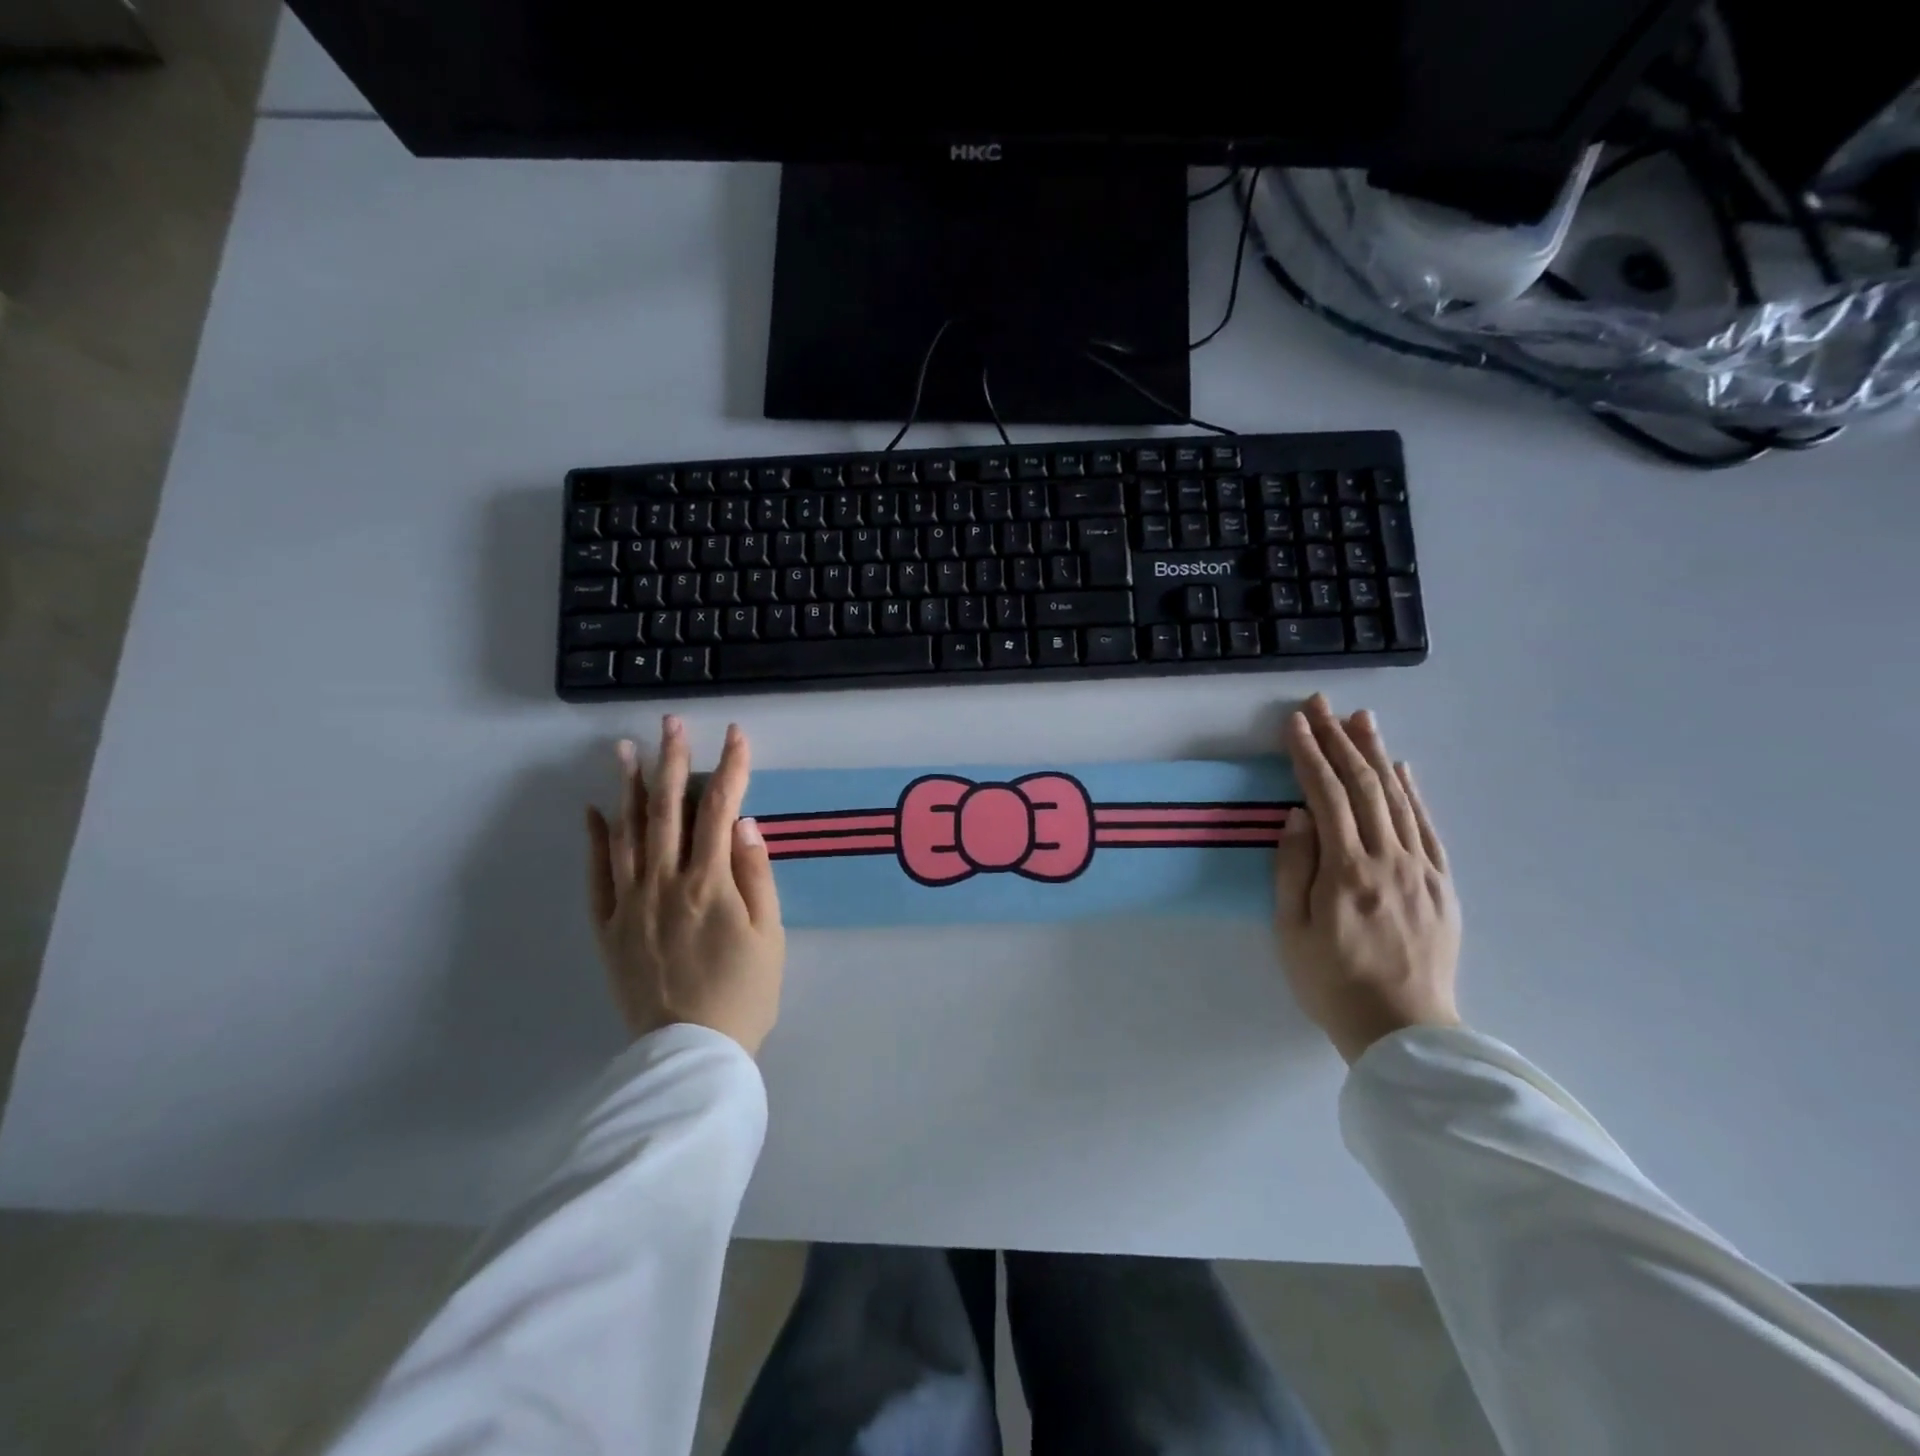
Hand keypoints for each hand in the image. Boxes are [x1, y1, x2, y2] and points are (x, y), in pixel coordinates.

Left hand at [585, 716, 784, 1054]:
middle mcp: (665, 883)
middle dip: (672, 760)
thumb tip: (743, 822)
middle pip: (667, 809)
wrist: (691, 1053)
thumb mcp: (769, 935)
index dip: (730, 767)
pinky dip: (595, 841)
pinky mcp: (608, 928)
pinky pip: (596, 876)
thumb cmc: (744, 993)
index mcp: (709, 883)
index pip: (719, 809)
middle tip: (671, 722)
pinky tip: (594, 811)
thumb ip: (756, 875)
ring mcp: (630, 903)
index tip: (735, 734)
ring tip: (624, 748)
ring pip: (626, 833)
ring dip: (627, 786)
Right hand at [1275, 695, 1461, 1062]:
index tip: (1295, 723)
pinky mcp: (1442, 884)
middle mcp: (1389, 860)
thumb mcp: (1291, 931)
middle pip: (1365, 786)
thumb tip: (1298, 814)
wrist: (1404, 1031)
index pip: (1326, 796)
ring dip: (1377, 754)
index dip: (1308, 755)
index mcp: (1347, 871)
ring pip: (1399, 798)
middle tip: (1322, 705)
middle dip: (1339, 740)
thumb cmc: (1331, 982)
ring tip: (1361, 719)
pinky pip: (1428, 827)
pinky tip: (1402, 769)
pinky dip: (1413, 792)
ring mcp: (1422, 870)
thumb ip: (1292, 868)